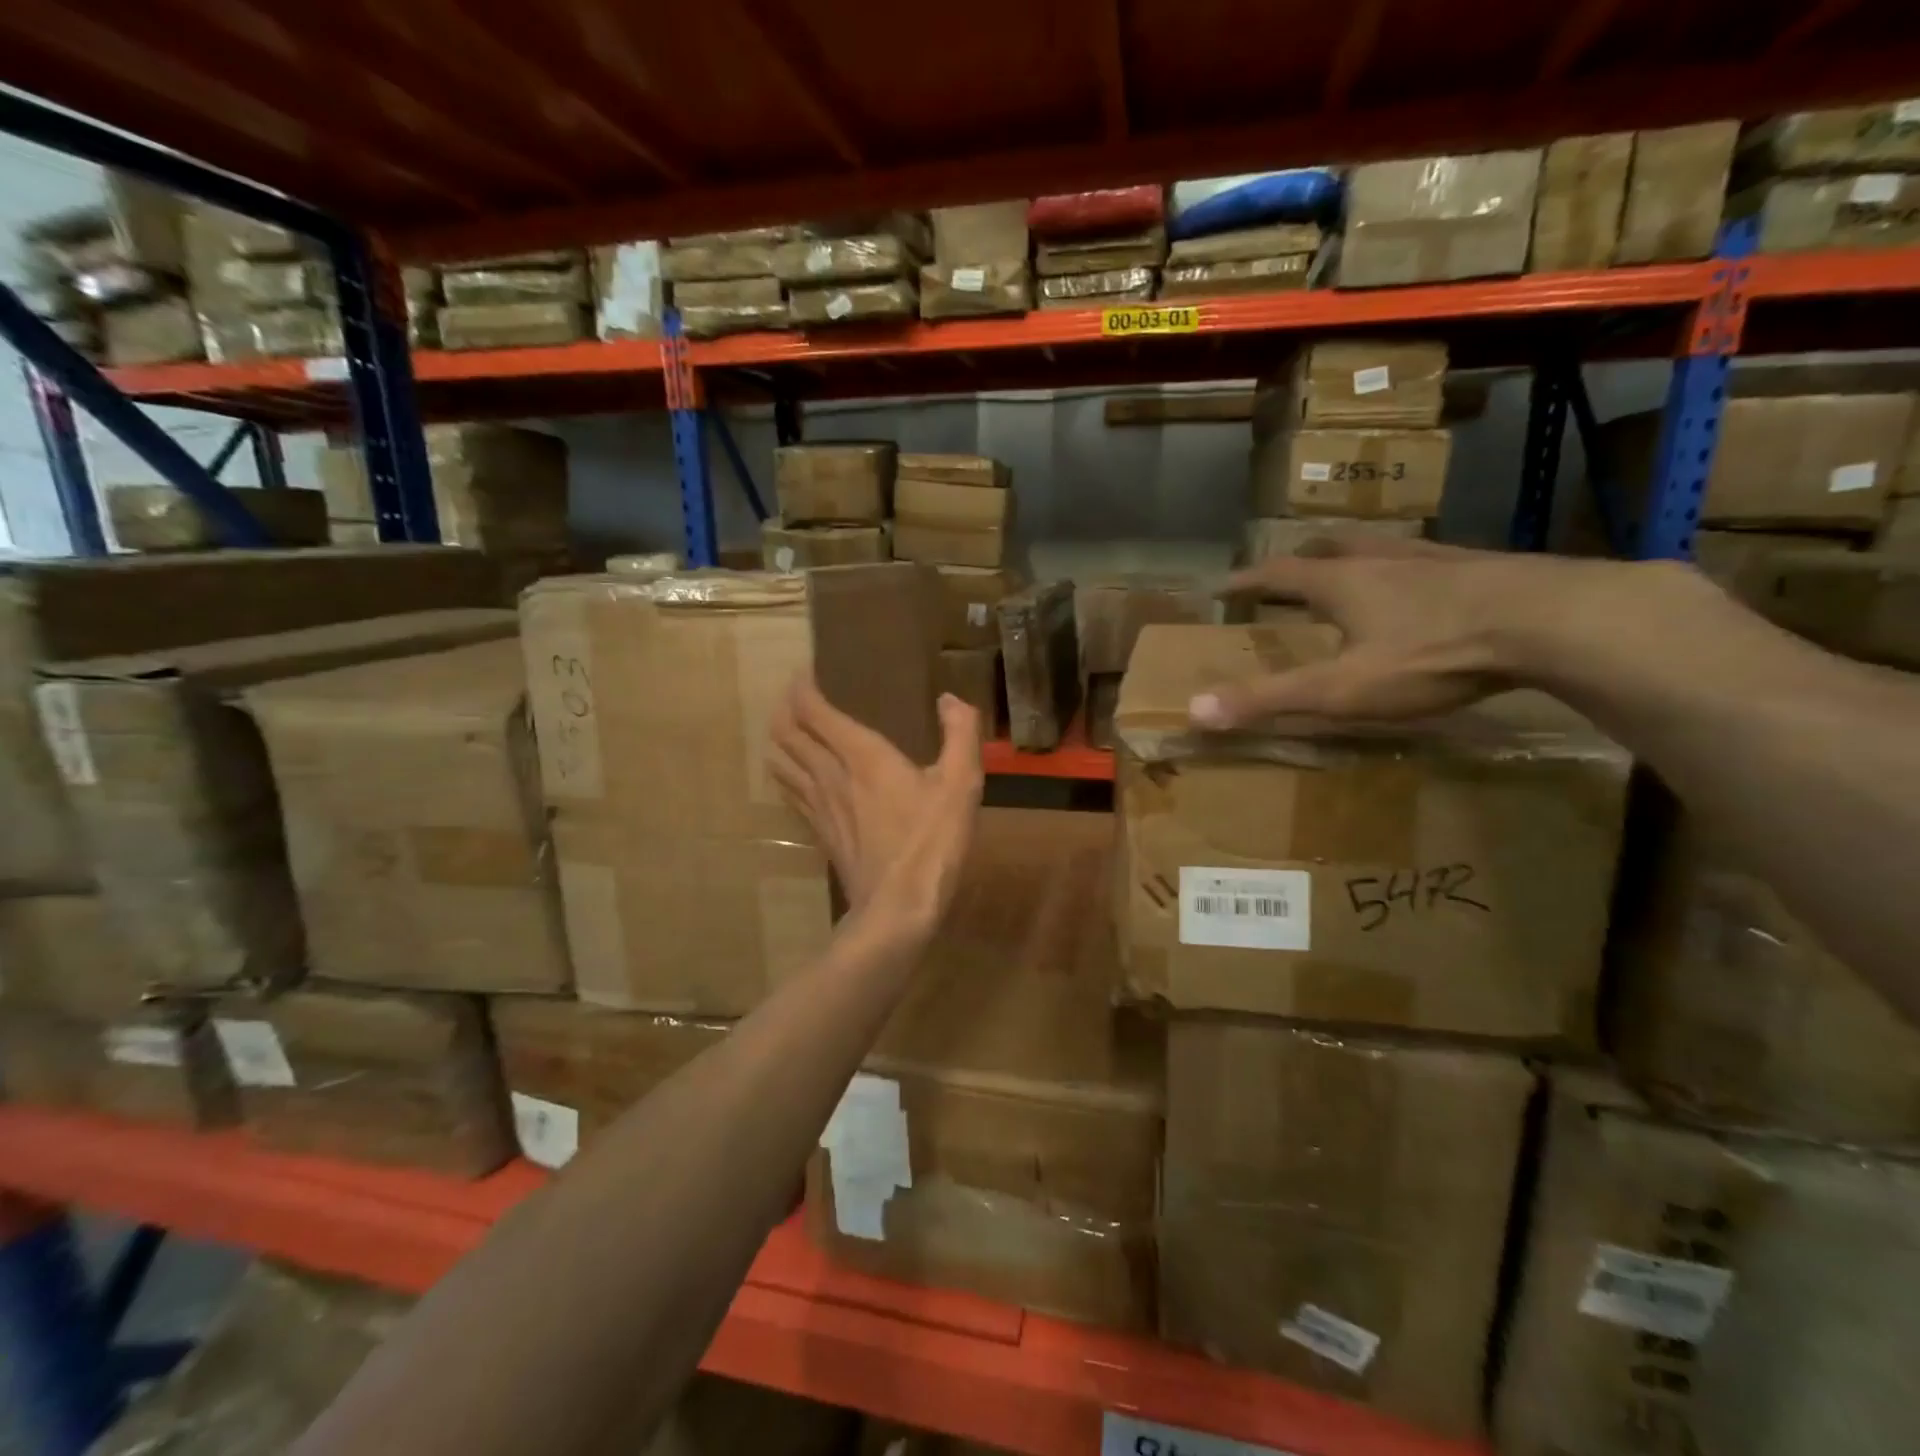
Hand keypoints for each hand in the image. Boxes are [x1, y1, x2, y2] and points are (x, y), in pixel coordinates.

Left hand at [768, 679, 983, 941]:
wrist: (898, 907)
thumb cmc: (931, 841)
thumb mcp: (961, 783)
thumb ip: (960, 733)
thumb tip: (949, 700)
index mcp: (861, 755)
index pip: (814, 711)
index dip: (802, 687)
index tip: (804, 671)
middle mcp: (829, 774)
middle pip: (788, 733)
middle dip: (785, 708)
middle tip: (794, 694)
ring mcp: (819, 806)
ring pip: (782, 762)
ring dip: (779, 739)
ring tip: (787, 727)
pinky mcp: (819, 833)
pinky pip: (791, 793)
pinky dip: (786, 774)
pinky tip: (794, 776)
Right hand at [1192, 534, 1653, 729]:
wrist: (1552, 622)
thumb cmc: (1432, 655)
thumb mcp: (1339, 688)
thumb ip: (1268, 699)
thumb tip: (1193, 711)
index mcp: (1342, 583)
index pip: (1278, 575)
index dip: (1246, 581)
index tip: (1222, 586)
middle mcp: (1383, 560)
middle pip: (1330, 548)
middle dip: (1301, 558)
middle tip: (1287, 569)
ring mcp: (1438, 559)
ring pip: (1384, 547)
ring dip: (1357, 555)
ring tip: (1352, 569)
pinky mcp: (1486, 569)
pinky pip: (1433, 560)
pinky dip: (1412, 569)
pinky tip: (1430, 586)